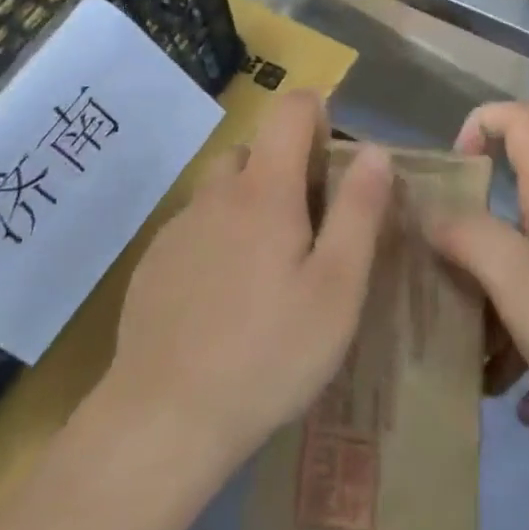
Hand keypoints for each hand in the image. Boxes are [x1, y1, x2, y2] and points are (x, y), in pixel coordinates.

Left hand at [105, 90, 392, 469]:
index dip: (318, 114)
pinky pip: (195, 228)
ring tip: (269, 272)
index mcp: (265, 189)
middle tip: (309, 231)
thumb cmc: (268, 353)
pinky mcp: (153, 262)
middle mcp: (216, 193)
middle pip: (254, 149)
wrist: (163, 420)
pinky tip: (225, 301)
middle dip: (286, 169)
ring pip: (222, 190)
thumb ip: (358, 212)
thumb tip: (375, 151)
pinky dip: (218, 240)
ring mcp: (178, 227)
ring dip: (250, 205)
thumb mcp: (336, 288)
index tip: (334, 161)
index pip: (290, 109)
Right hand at [426, 102, 528, 442]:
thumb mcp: (516, 278)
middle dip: (477, 251)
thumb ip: (467, 236)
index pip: (521, 121)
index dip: (482, 122)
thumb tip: (432, 212)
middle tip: (447, 298)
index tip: (453, 170)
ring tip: (483, 376)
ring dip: (505, 315)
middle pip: (518, 211)